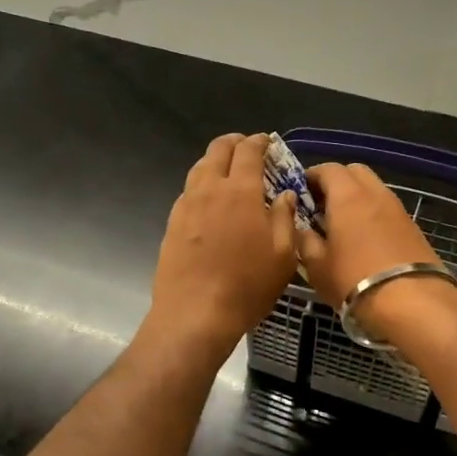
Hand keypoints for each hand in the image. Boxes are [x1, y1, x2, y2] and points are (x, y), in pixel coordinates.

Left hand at [141, 134, 298, 365]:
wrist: (194, 314)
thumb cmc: (247, 286)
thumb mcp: (282, 256)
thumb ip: (284, 218)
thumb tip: (285, 195)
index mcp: (240, 191)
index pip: (249, 151)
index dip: (259, 142)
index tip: (268, 142)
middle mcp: (209, 189)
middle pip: (218, 150)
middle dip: (234, 143)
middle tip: (247, 150)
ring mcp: (186, 206)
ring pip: (199, 168)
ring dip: (215, 162)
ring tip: (228, 173)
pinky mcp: (171, 224)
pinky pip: (188, 192)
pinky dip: (201, 186)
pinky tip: (209, 203)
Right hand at [296, 163, 451, 339]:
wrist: (412, 302)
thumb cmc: (354, 280)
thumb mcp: (316, 266)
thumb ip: (305, 240)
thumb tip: (304, 229)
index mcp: (347, 196)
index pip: (327, 169)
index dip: (311, 176)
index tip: (300, 194)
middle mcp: (375, 193)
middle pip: (354, 172)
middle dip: (336, 182)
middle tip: (321, 206)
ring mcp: (398, 209)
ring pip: (373, 189)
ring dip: (356, 198)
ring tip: (343, 225)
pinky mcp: (413, 227)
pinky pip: (386, 209)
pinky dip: (372, 214)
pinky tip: (365, 239)